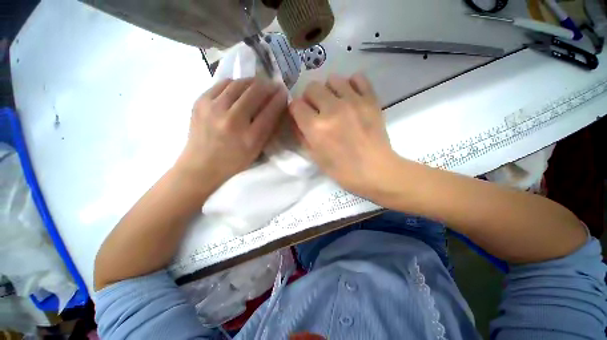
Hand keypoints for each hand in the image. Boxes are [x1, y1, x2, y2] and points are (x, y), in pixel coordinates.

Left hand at [178, 78, 287, 186]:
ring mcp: (214, 109)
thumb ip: (268, 129)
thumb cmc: (234, 161)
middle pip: (255, 93)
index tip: (283, 92)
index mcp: (250, 137)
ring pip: (239, 84)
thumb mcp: (257, 150)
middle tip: (273, 85)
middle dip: (268, 86)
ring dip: (252, 82)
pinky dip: (235, 83)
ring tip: (258, 84)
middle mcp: (232, 120)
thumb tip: (276, 107)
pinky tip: (239, 88)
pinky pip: (222, 84)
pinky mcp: (200, 102)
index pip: (270, 111)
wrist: (201, 165)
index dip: (279, 98)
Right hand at [289, 74, 400, 198]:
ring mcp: (353, 101)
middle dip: (310, 99)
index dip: (296, 110)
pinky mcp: (371, 99)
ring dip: (329, 91)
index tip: (301, 116)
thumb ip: (302, 136)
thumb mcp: (315, 157)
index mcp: (316, 128)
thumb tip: (297, 120)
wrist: (376, 170)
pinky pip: (358, 78)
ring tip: (335, 103)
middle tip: (317, 110)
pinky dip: (351, 84)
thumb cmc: (343, 170)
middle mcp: (332, 109)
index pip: (296, 105)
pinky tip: (351, 97)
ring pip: (332, 79)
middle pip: (312, 87)